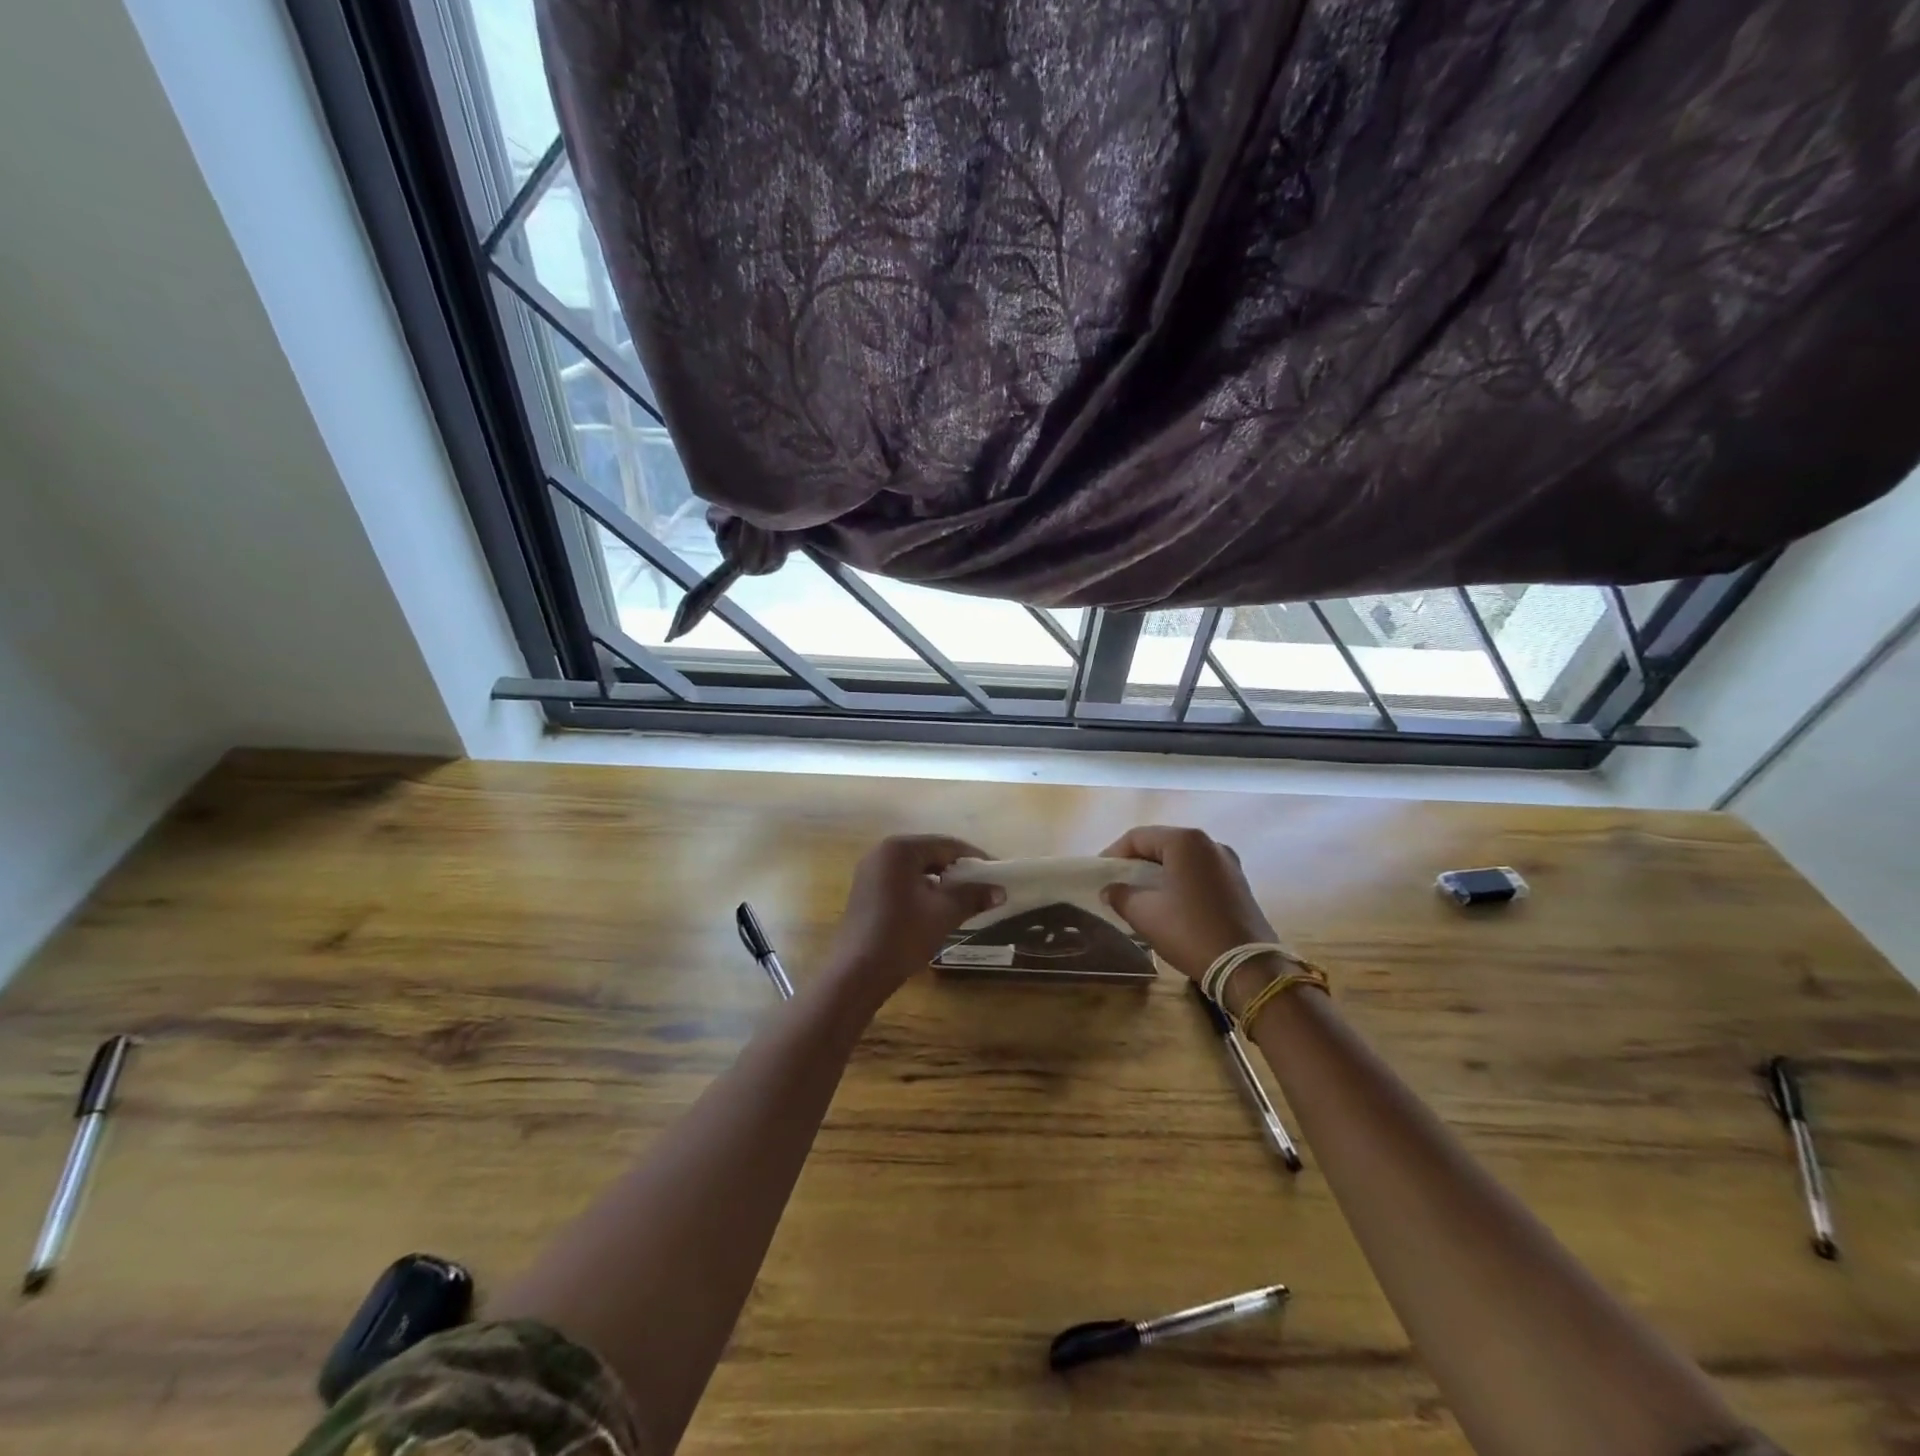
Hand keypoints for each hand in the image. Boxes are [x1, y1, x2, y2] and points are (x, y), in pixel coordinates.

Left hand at [826, 835, 1002, 1002]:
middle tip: (983, 884)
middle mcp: (882, 852)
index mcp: (900, 849)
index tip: (997, 872)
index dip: (975, 858)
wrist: (857, 972)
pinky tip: (936, 906)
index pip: (947, 845)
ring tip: (964, 897)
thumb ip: (973, 896)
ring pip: (916, 868)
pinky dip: (922, 888)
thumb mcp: (944, 913)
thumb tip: (1000, 891)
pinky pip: (902, 880)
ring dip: (941, 879)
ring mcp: (871, 871)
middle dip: (958, 869)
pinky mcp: (866, 890)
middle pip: (930, 853)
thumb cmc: (903, 935)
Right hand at [1100, 825, 1277, 980]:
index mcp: (1185, 841)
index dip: (1114, 853)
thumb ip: (1120, 895)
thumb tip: (1109, 890)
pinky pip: (1200, 873)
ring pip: (1182, 859)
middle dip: (1136, 862)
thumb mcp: (1145, 913)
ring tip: (1141, 893)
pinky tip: (1170, 902)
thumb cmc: (1190, 931)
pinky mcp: (1238, 884)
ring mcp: (1228, 863)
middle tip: (1117, 882)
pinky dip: (1180, 881)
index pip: (1138, 837)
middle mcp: (1209, 844)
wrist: (1247, 967)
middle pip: (1162, 844)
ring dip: (1159, 872)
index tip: (1100, 874)